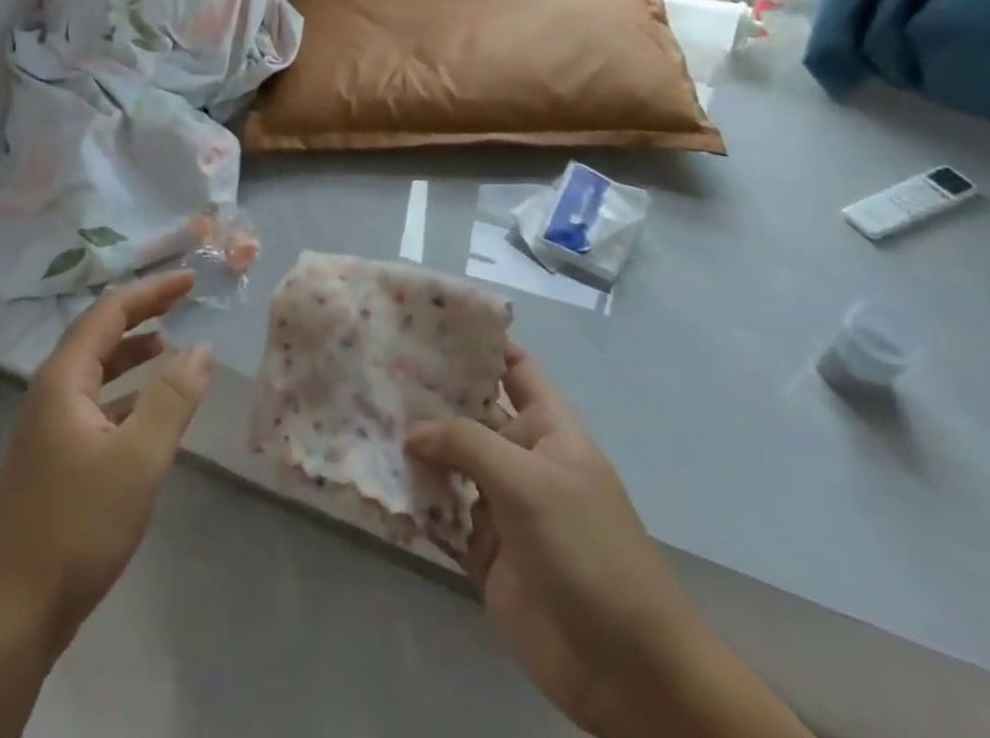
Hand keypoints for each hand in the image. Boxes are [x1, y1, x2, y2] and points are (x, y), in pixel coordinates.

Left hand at [0, 271, 212, 657]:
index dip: (151, 292)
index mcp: (64, 378)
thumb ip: (172, 399)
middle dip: (141, 314)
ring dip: (131, 354)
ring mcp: (49, 426)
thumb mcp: (137, 459)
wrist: (9, 610)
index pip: (110, 312)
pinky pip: (95, 404)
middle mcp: (52, 391)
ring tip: (169, 346)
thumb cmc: (75, 526)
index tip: (189, 280)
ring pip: (96, 371)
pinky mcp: (55, 458)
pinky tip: (147, 410)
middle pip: (99, 334)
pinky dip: (125, 394)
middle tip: (182, 302)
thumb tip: (202, 348)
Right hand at [405, 340, 704, 736]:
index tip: (429, 317)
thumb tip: (412, 431)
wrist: (628, 672)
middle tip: (375, 363)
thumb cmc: (588, 552)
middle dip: (429, 391)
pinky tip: (375, 480)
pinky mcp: (483, 552)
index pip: (514, 367)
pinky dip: (412, 501)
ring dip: (413, 446)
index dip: (481, 341)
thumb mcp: (530, 483)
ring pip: (448, 462)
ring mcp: (501, 507)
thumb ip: (467, 444)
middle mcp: (521, 459)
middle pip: (470, 412)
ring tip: (361, 414)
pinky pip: (440, 515)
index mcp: (548, 430)